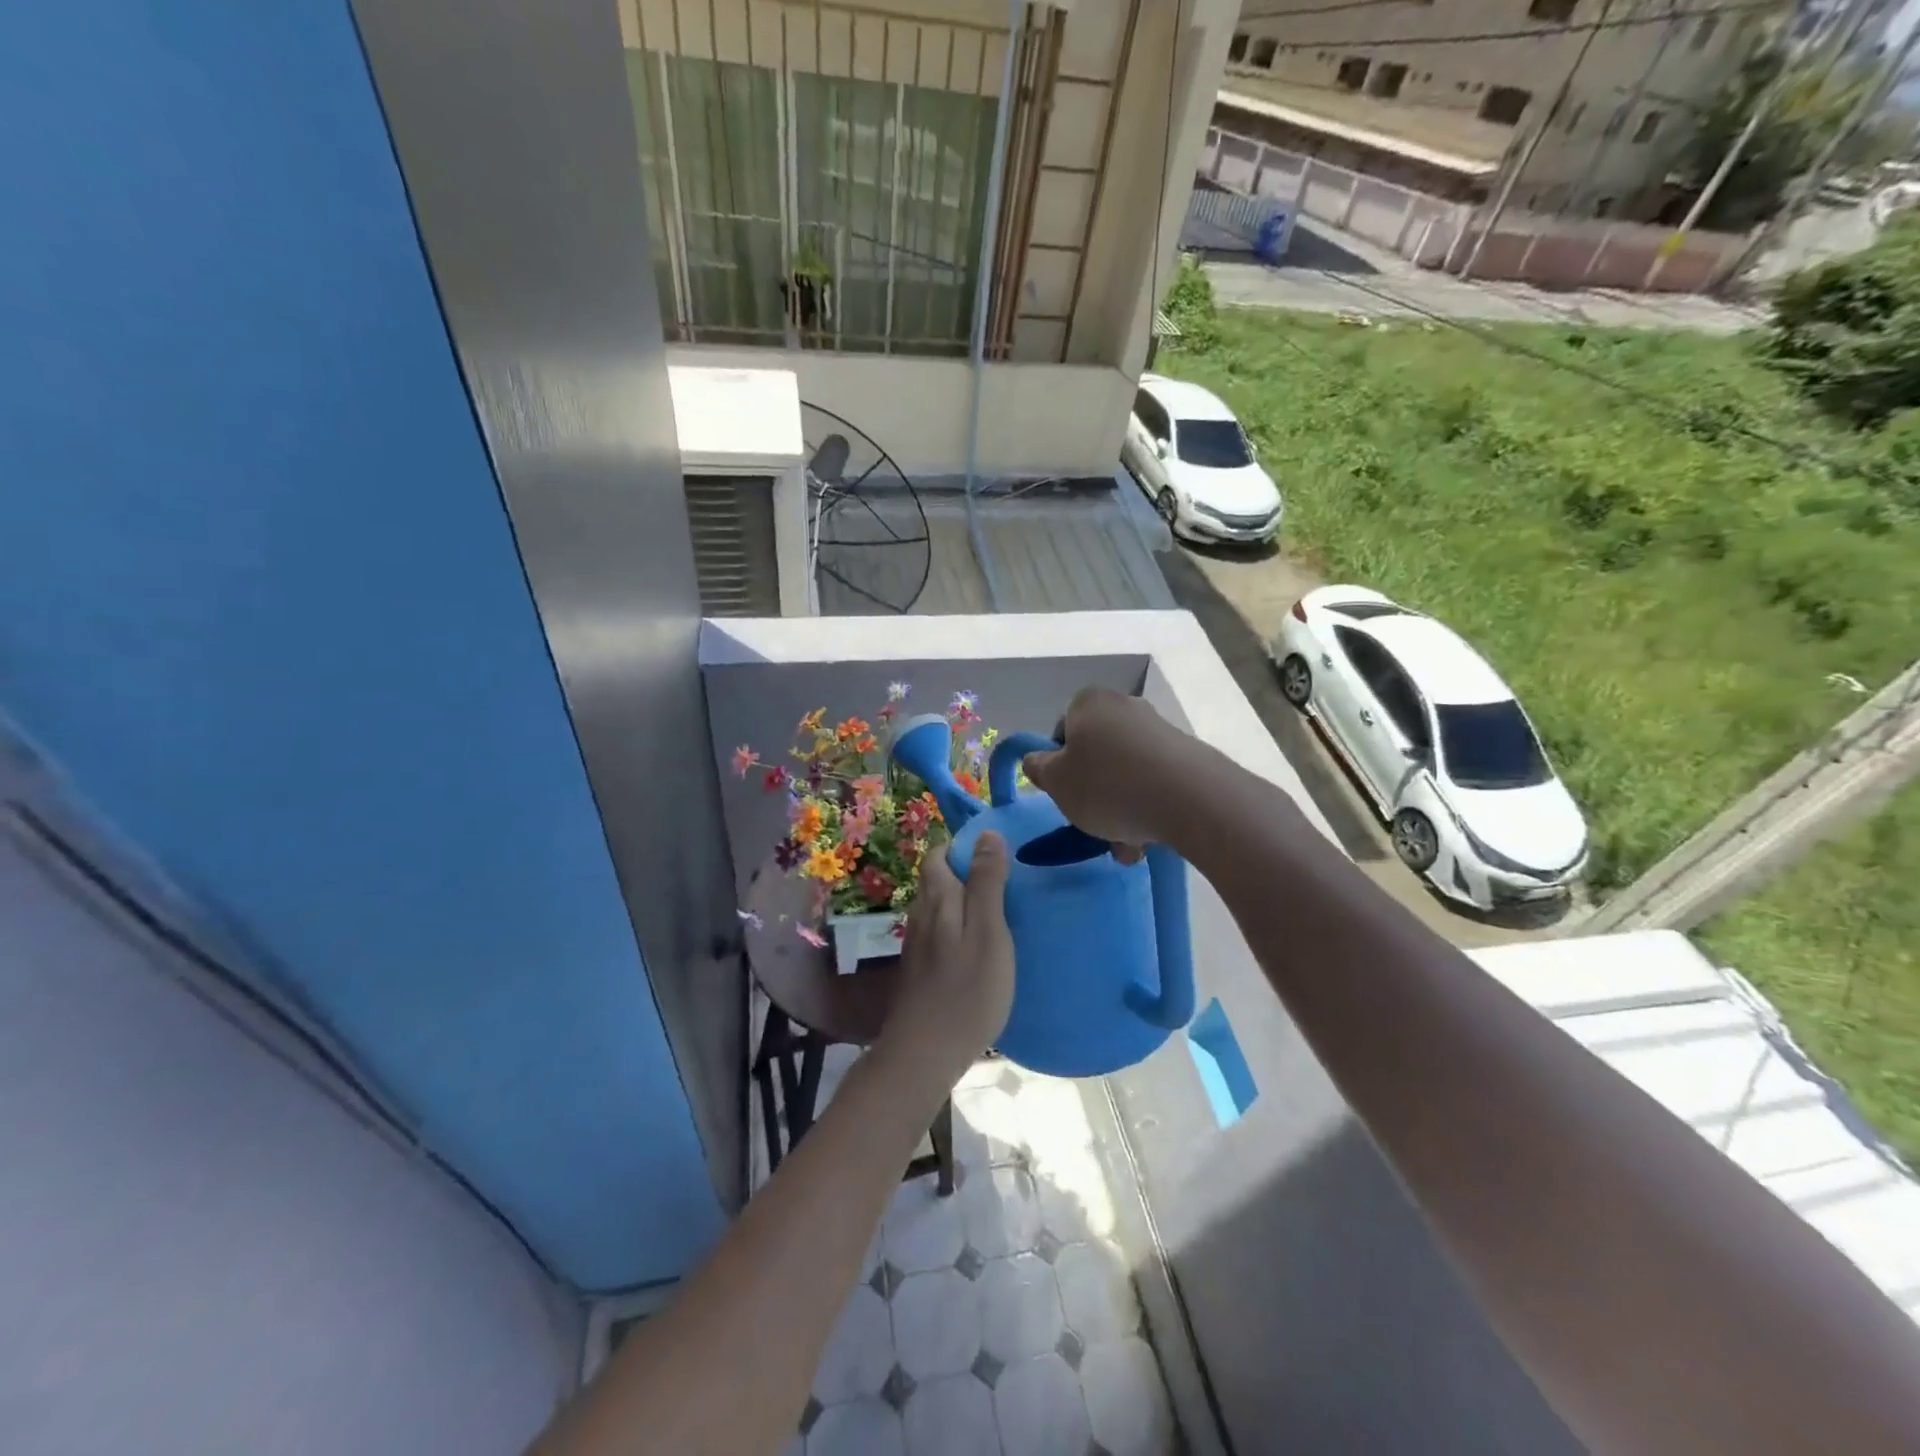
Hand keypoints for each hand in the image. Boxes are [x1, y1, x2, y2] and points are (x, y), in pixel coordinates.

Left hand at [883, 833, 1014, 1076]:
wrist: (924, 1054)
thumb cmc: (966, 990)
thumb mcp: (988, 931)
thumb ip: (987, 883)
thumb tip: (987, 834)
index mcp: (937, 899)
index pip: (938, 854)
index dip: (962, 847)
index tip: (996, 855)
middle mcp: (920, 915)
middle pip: (936, 879)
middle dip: (964, 872)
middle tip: (1004, 883)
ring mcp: (916, 944)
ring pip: (937, 906)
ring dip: (962, 900)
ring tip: (997, 911)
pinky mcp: (919, 969)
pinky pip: (938, 932)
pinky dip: (958, 927)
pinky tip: (979, 947)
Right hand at [1021, 688, 1184, 854]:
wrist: (1191, 798)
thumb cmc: (1108, 786)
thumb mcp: (1057, 783)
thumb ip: (1039, 769)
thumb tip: (1037, 760)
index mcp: (1088, 703)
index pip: (1061, 732)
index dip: (1059, 767)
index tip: (1066, 796)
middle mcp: (1124, 706)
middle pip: (1097, 755)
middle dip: (1094, 794)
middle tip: (1094, 827)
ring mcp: (1159, 728)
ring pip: (1126, 773)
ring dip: (1121, 808)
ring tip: (1126, 847)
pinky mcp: (1187, 753)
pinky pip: (1155, 781)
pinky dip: (1148, 806)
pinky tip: (1150, 838)